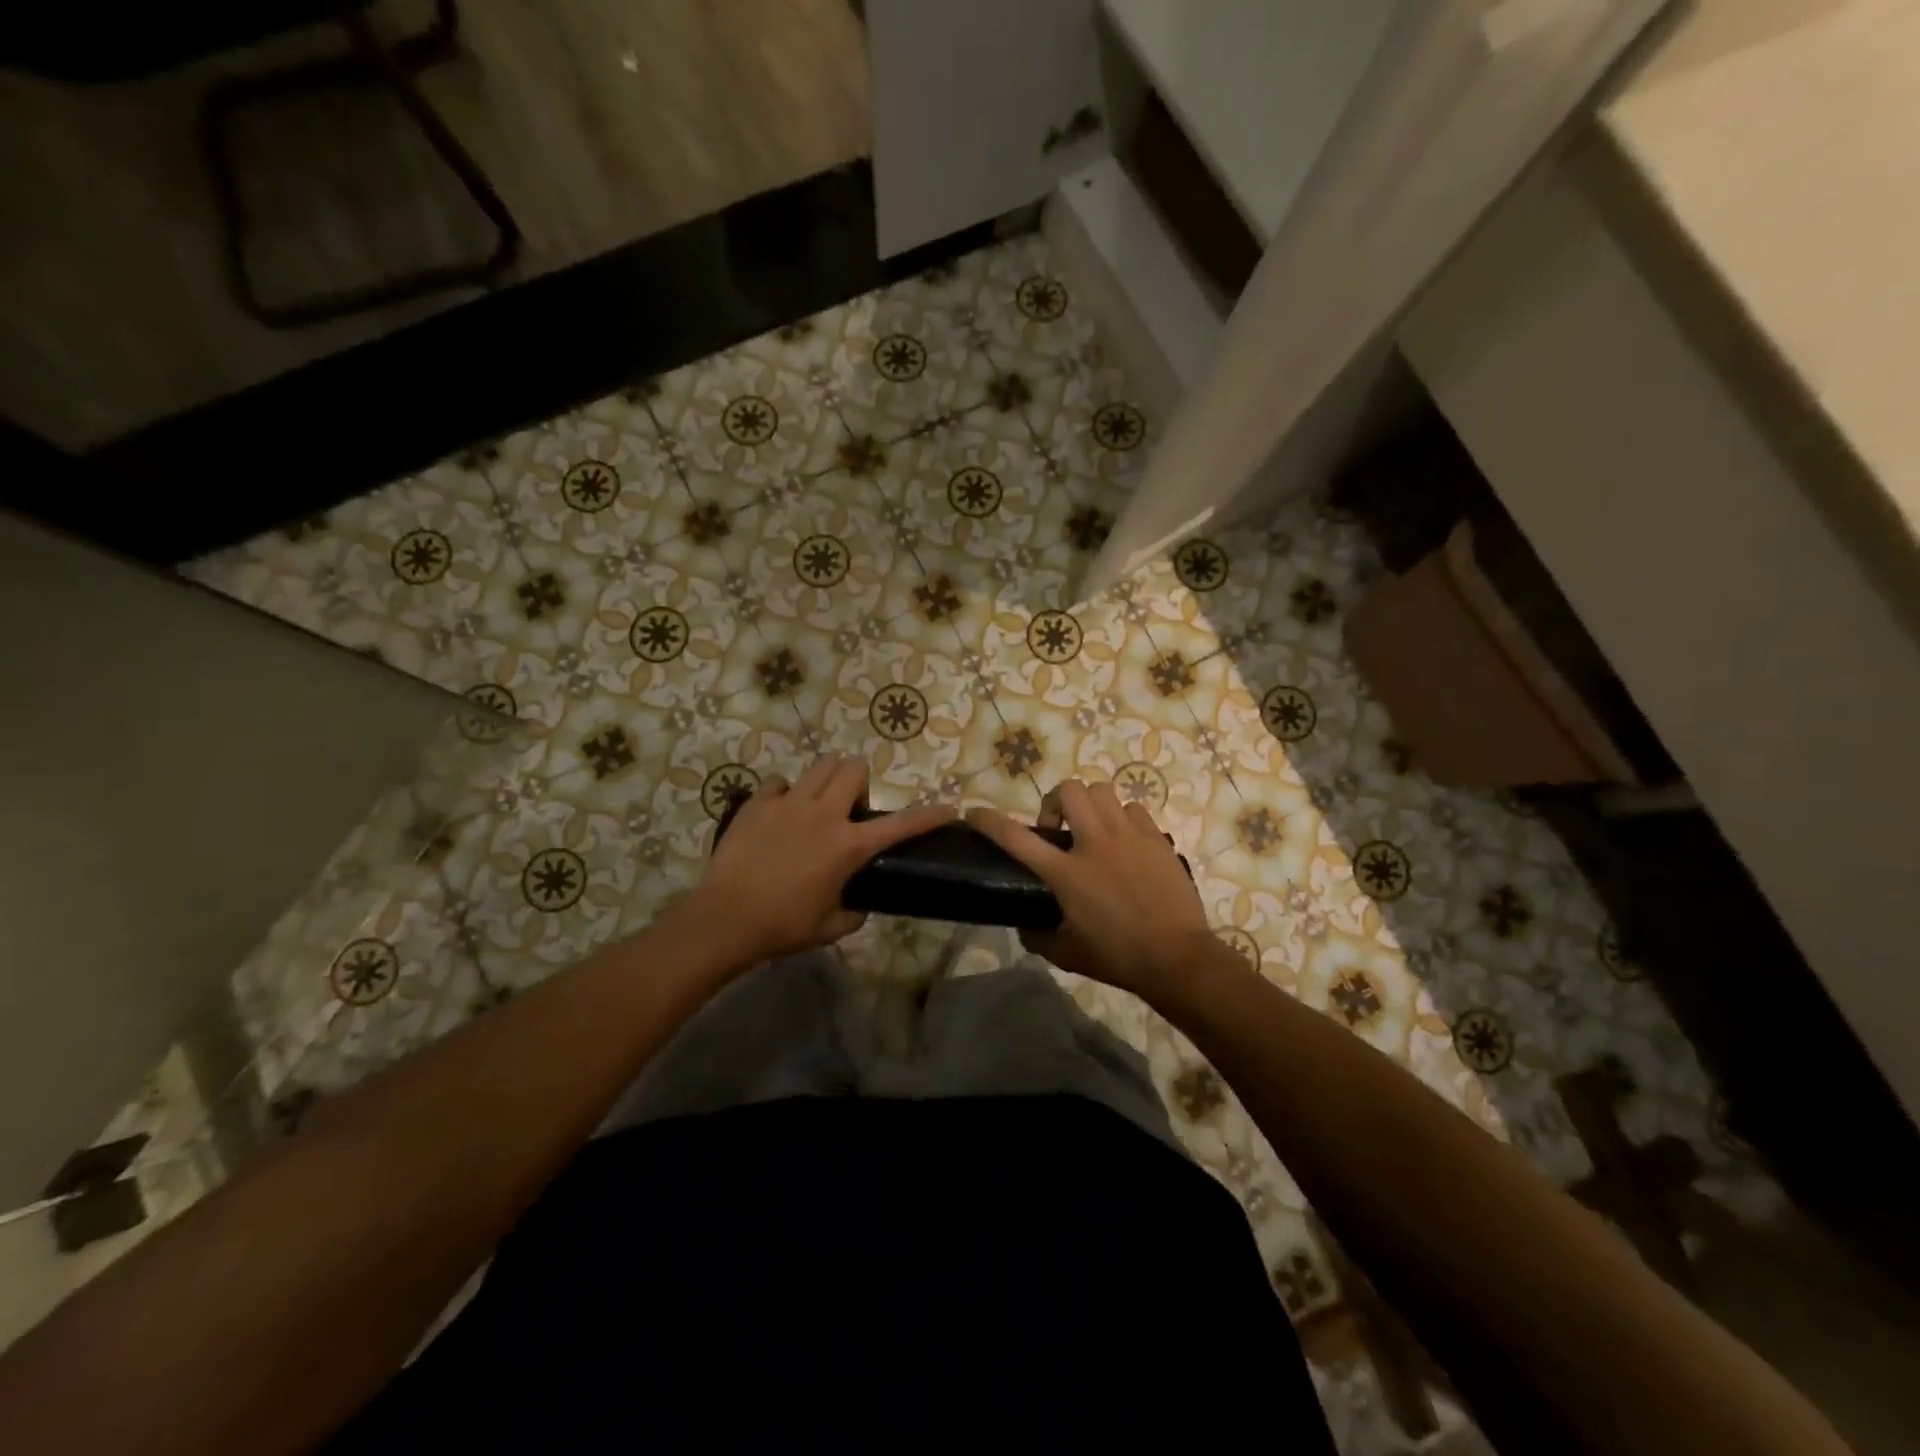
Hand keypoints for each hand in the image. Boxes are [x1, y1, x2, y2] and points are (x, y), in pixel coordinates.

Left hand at [689, 756, 953, 964]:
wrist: (726, 919)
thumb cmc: (783, 926)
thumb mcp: (830, 927)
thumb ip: (854, 912)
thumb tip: (859, 905)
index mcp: (849, 845)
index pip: (901, 824)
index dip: (929, 815)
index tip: (948, 809)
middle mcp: (824, 814)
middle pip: (854, 768)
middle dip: (860, 781)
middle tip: (850, 809)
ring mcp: (789, 803)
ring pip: (820, 766)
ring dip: (827, 780)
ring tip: (817, 804)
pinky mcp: (758, 803)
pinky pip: (779, 783)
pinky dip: (786, 794)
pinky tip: (780, 814)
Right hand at [968, 781, 1220, 997]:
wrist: (1177, 957)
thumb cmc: (1117, 957)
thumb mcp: (1067, 953)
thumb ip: (1039, 936)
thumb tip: (1026, 927)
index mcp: (1066, 873)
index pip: (1016, 838)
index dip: (989, 821)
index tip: (974, 813)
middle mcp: (1094, 843)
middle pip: (1068, 790)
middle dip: (1056, 802)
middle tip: (1059, 830)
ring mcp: (1129, 836)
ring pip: (1102, 790)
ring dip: (1090, 806)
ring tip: (1094, 830)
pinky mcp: (1156, 838)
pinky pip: (1133, 809)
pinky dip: (1123, 818)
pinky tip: (1126, 842)